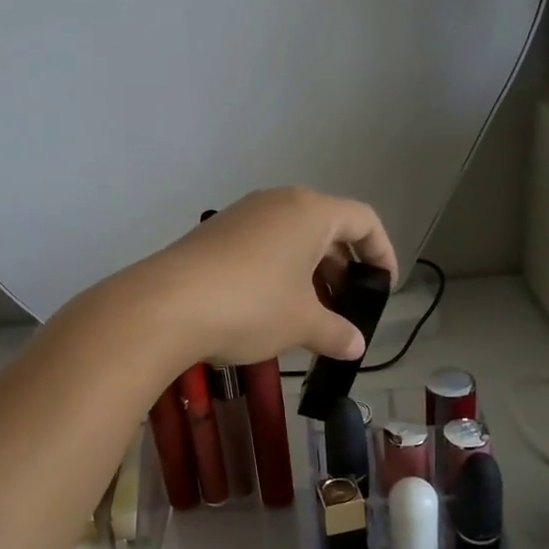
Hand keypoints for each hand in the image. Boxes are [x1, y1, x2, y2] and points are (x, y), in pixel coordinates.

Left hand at [119, 187, 398, 368]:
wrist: (165, 306)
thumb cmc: (251, 306)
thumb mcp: (302, 323)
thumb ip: (336, 332)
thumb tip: (355, 346)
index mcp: (310, 211)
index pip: (363, 220)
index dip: (382, 253)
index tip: (384, 288)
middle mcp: (277, 203)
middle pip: (327, 227)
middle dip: (343, 268)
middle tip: (346, 307)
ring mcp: (241, 216)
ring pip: (292, 239)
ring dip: (310, 274)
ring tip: (312, 315)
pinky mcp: (214, 235)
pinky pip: (262, 247)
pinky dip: (279, 273)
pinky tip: (273, 310)